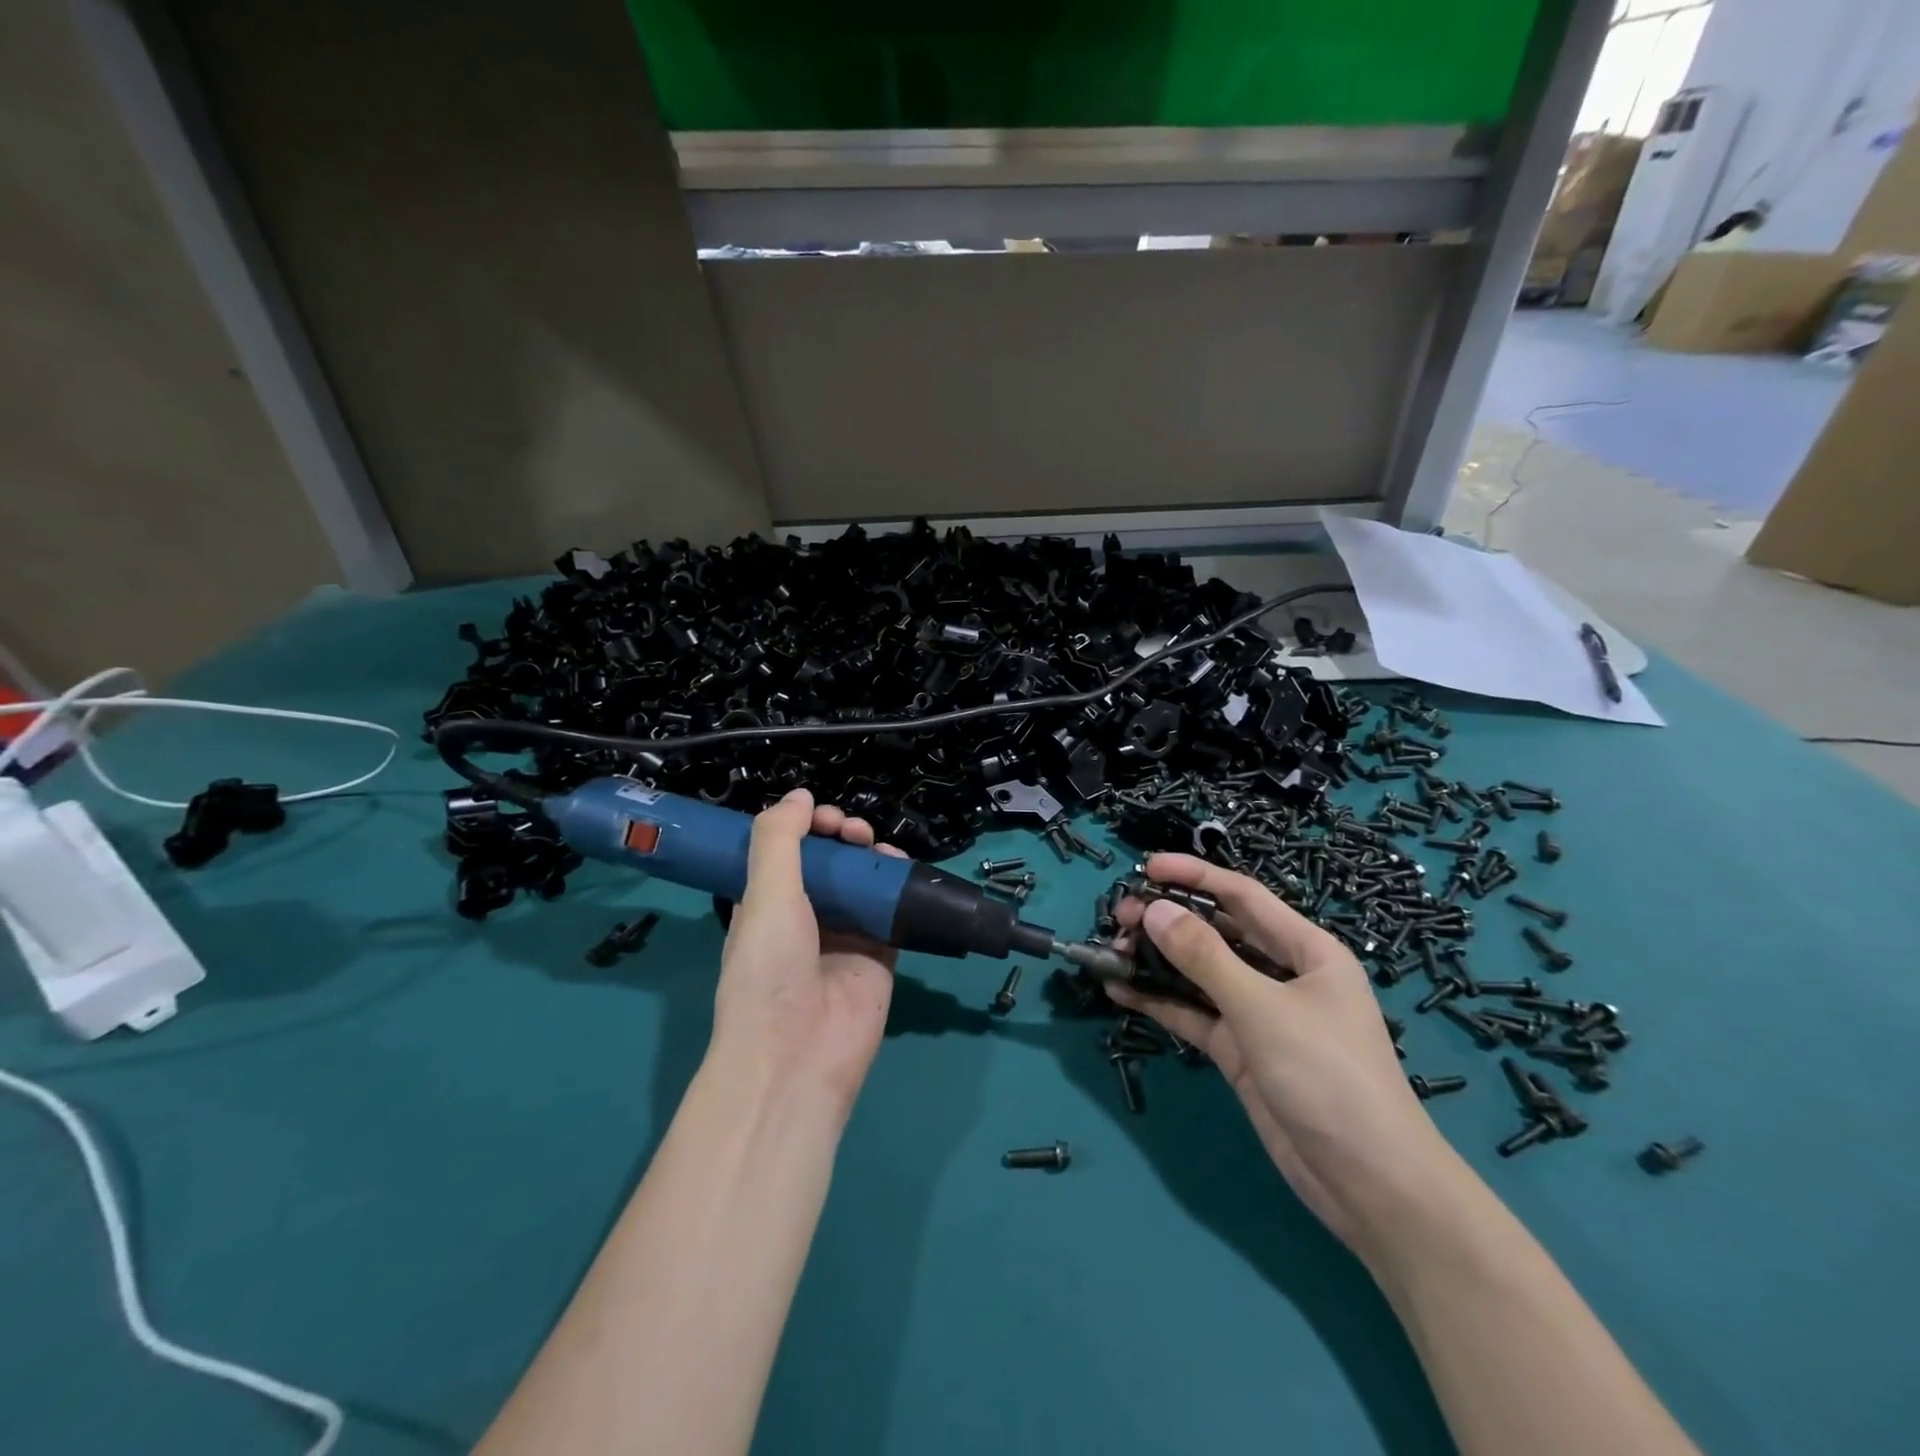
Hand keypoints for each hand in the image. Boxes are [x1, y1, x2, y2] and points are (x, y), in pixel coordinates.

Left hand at [711, 789, 900, 1108]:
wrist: (798, 1054)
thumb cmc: (770, 968)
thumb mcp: (764, 894)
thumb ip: (779, 839)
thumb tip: (800, 795)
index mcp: (767, 904)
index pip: (789, 852)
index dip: (806, 828)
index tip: (825, 818)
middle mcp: (805, 918)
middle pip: (830, 864)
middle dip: (842, 838)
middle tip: (854, 832)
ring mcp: (844, 937)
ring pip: (863, 883)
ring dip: (872, 858)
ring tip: (879, 849)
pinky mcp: (879, 955)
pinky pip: (892, 913)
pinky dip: (899, 889)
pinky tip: (902, 872)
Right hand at [1113, 854, 1457, 1259]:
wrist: (1371, 1185)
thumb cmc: (1328, 1076)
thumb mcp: (1263, 1008)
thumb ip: (1204, 957)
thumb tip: (1152, 910)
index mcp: (1306, 950)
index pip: (1243, 896)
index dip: (1195, 877)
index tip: (1146, 868)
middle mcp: (1282, 975)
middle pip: (1217, 933)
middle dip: (1169, 921)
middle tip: (1118, 916)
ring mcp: (1259, 1015)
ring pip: (1200, 974)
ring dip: (1158, 961)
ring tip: (1111, 951)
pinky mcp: (1241, 1052)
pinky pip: (1194, 1015)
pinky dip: (1161, 1002)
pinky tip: (1121, 992)